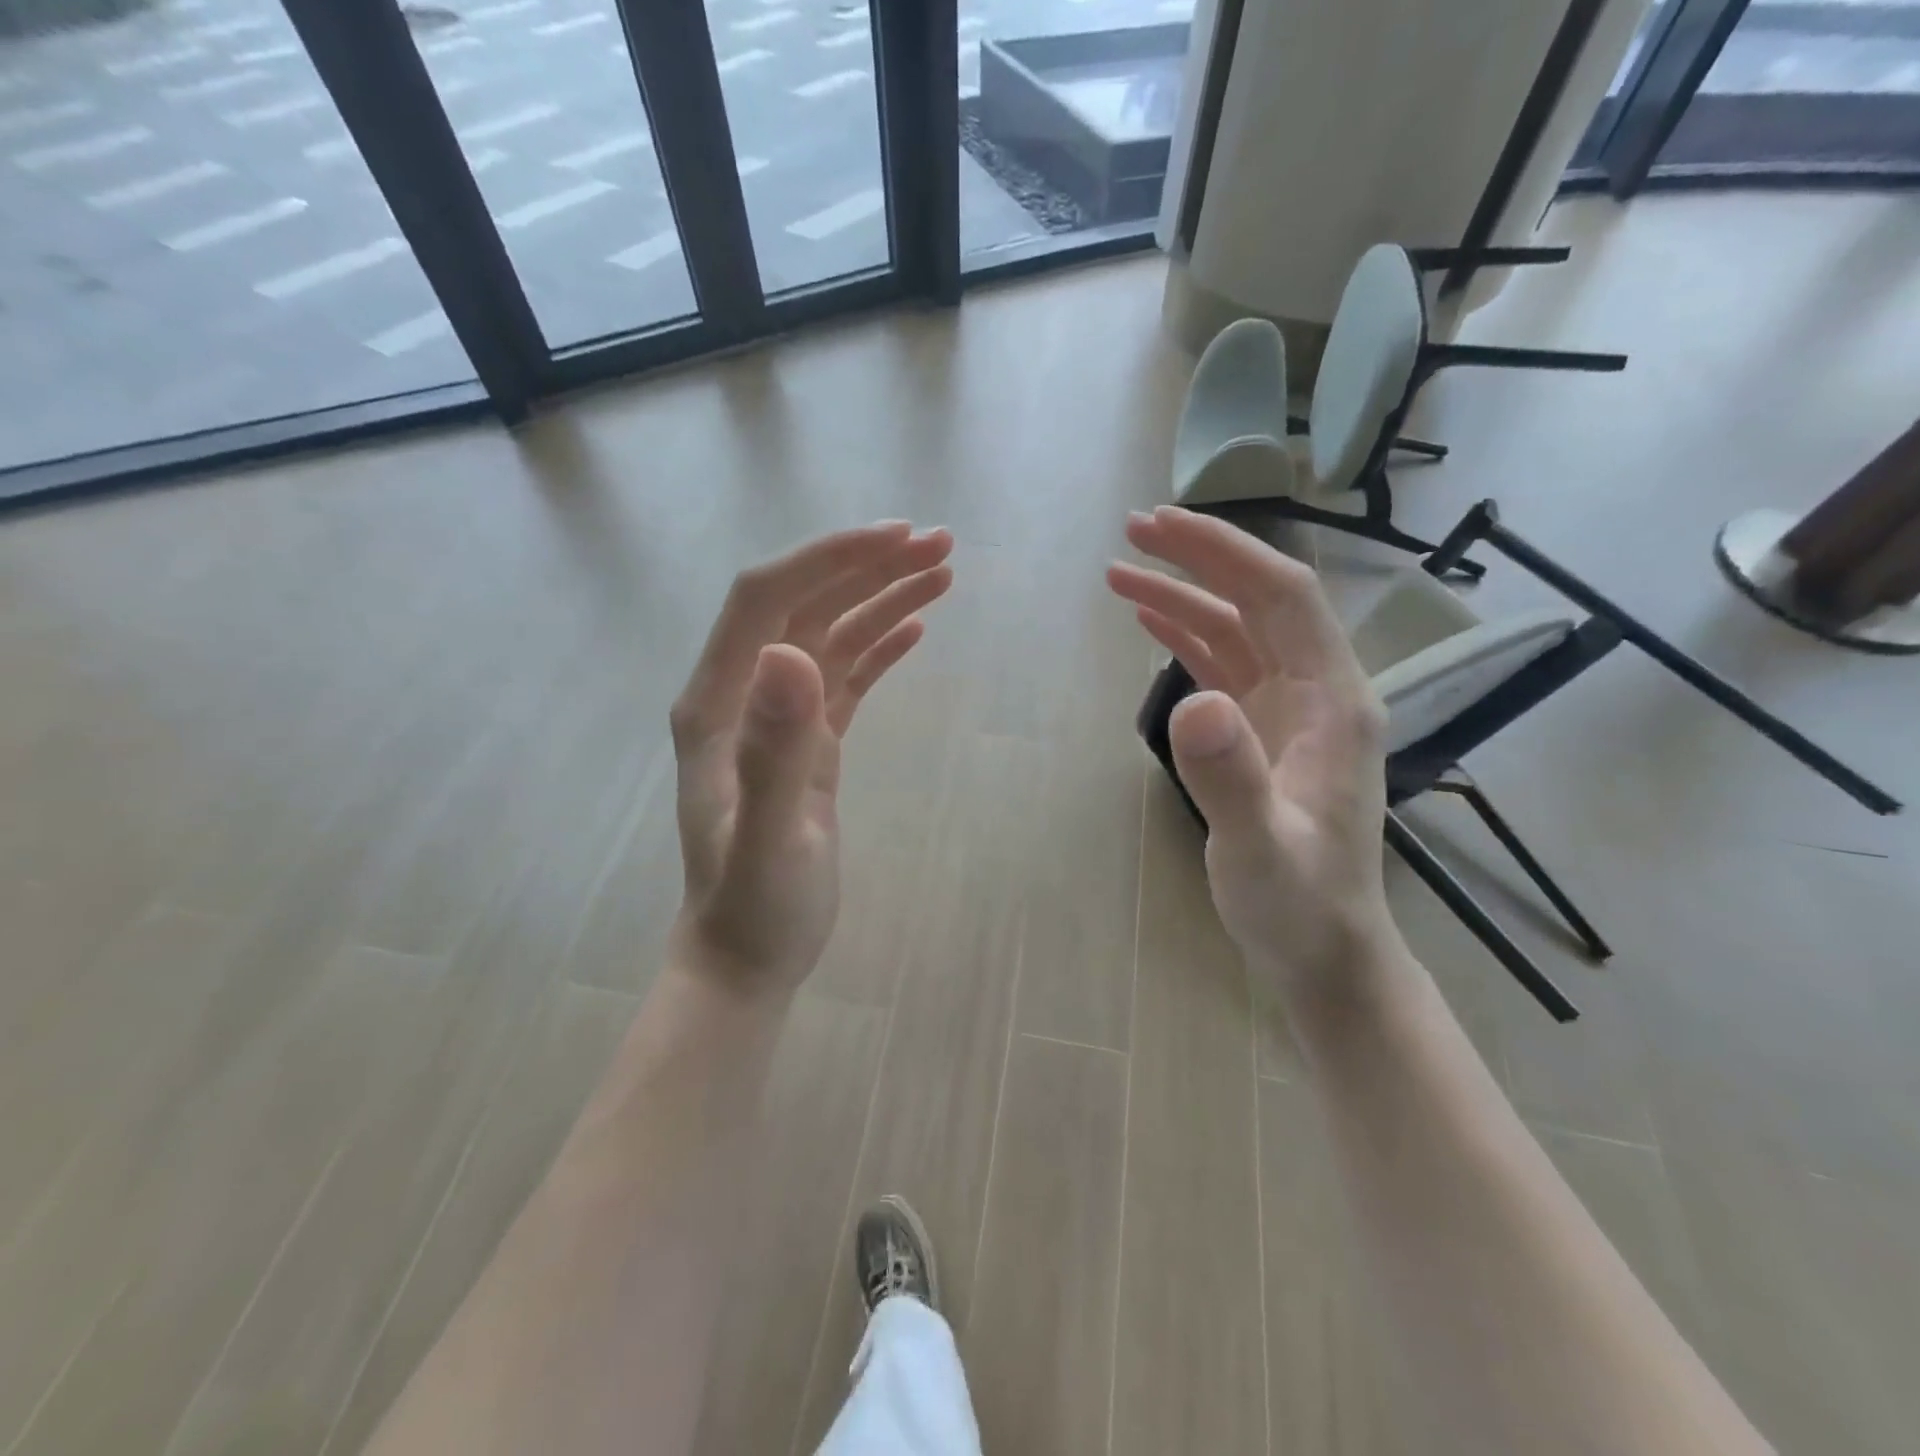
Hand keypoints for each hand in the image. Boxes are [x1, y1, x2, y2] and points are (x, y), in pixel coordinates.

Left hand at [670, 521, 953, 992]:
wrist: (748, 957)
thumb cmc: (755, 907)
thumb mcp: (769, 838)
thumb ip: (776, 750)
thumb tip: (792, 651)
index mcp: (719, 702)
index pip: (767, 598)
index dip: (828, 559)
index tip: (896, 538)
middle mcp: (744, 695)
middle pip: (805, 605)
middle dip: (868, 567)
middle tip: (940, 545)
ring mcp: (777, 719)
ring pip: (831, 635)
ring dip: (882, 598)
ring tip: (942, 573)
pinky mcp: (809, 744)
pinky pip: (846, 677)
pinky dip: (879, 646)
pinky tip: (914, 628)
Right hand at [1108, 507, 1398, 1001]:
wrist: (1322, 952)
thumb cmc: (1299, 906)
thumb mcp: (1260, 851)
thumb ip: (1229, 778)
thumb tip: (1190, 702)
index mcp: (1333, 701)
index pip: (1282, 596)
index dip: (1224, 552)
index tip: (1161, 527)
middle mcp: (1317, 692)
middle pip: (1258, 600)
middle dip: (1198, 560)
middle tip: (1131, 533)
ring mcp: (1290, 713)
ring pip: (1236, 630)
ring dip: (1182, 597)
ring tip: (1120, 575)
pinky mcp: (1263, 734)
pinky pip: (1224, 667)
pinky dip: (1186, 638)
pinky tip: (1150, 625)